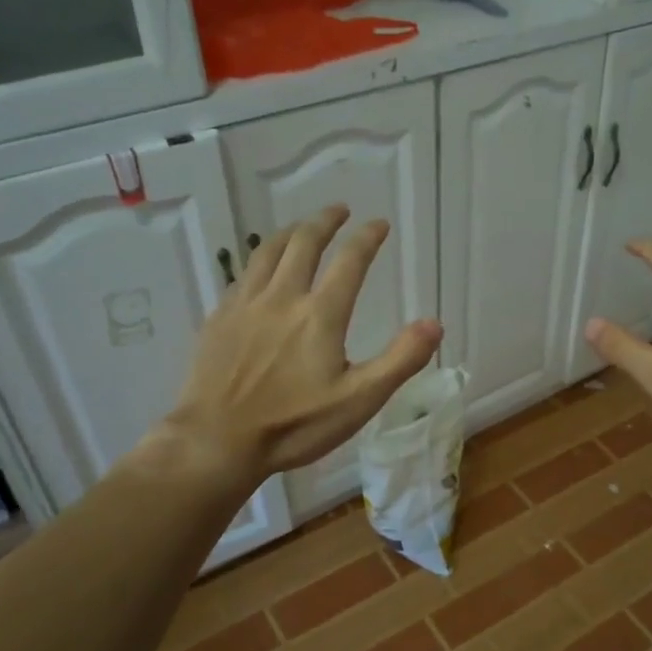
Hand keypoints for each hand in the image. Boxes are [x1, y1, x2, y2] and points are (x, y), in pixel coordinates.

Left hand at [159, 205, 441, 486]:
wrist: (217, 441)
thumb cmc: (294, 425)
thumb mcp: (360, 400)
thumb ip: (400, 360)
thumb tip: (435, 323)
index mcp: (320, 314)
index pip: (349, 261)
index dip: (367, 238)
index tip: (379, 224)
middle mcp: (282, 297)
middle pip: (303, 243)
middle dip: (325, 221)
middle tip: (339, 210)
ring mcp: (245, 305)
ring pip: (267, 252)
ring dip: (289, 233)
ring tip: (301, 227)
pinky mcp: (219, 319)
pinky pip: (242, 276)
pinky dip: (260, 262)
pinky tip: (261, 271)